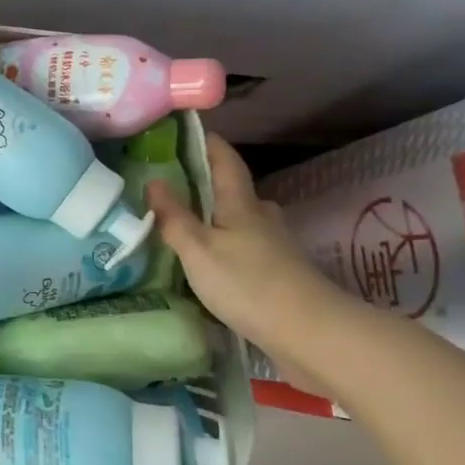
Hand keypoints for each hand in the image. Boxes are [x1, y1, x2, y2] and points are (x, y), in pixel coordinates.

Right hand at [143, 134, 354, 378]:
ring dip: (221, 219)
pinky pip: (250, 249)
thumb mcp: (198, 249)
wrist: (310, 334)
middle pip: (237, 192)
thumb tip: (154, 180)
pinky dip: (231, 247)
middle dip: (211, 185)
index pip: (226, 161)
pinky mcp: (282, 275)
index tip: (188, 130)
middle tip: (178, 186)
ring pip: (245, 222)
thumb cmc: (247, 283)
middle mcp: (263, 218)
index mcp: (240, 204)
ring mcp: (277, 247)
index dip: (209, 143)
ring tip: (191, 226)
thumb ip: (174, 216)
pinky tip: (214, 262)